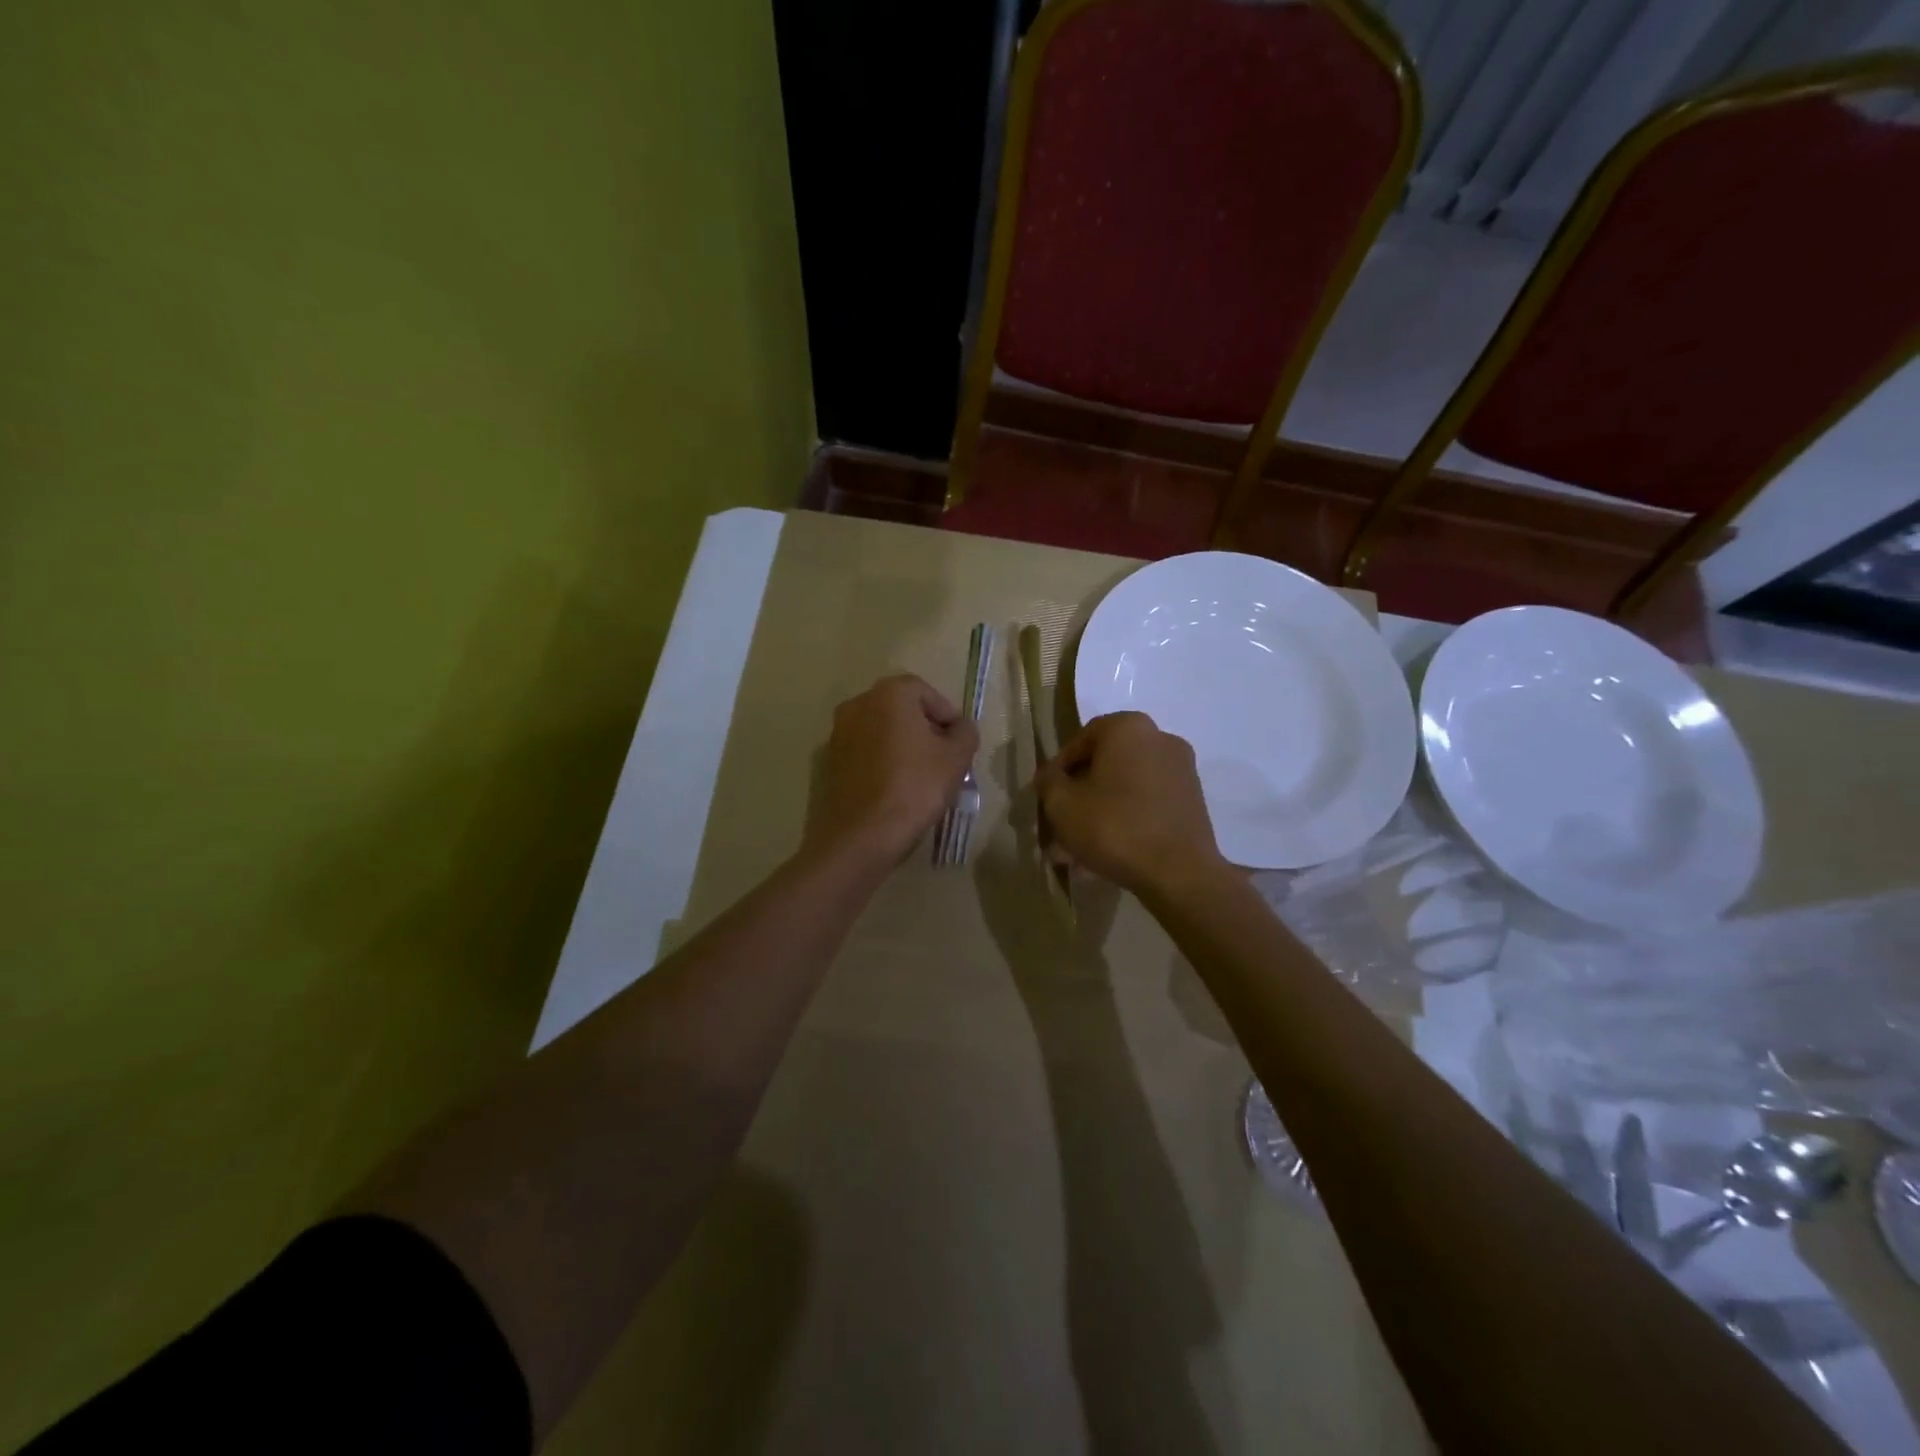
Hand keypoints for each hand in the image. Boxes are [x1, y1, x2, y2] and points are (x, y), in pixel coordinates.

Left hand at [805, 674, 979, 863]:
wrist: (860, 835)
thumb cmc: (914, 788)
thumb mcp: (956, 759)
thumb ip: (965, 734)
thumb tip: (961, 728)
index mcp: (889, 695)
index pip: (925, 692)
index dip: (947, 714)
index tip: (959, 741)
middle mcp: (857, 704)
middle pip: (900, 709)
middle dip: (924, 729)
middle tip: (943, 757)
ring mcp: (837, 733)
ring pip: (880, 731)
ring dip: (901, 745)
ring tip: (921, 775)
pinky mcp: (828, 762)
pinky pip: (863, 753)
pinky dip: (880, 762)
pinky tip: (894, 788)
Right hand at [1035, 711, 1225, 895]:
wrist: (1179, 873)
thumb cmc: (1113, 827)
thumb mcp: (1062, 804)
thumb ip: (1049, 782)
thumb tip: (1049, 776)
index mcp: (1127, 728)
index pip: (1080, 741)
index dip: (1058, 770)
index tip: (1047, 797)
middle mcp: (1159, 738)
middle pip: (1105, 765)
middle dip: (1079, 796)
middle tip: (1060, 826)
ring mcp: (1181, 770)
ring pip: (1125, 788)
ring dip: (1099, 812)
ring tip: (1077, 850)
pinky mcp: (1193, 800)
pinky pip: (1147, 803)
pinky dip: (1125, 820)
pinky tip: (1106, 853)